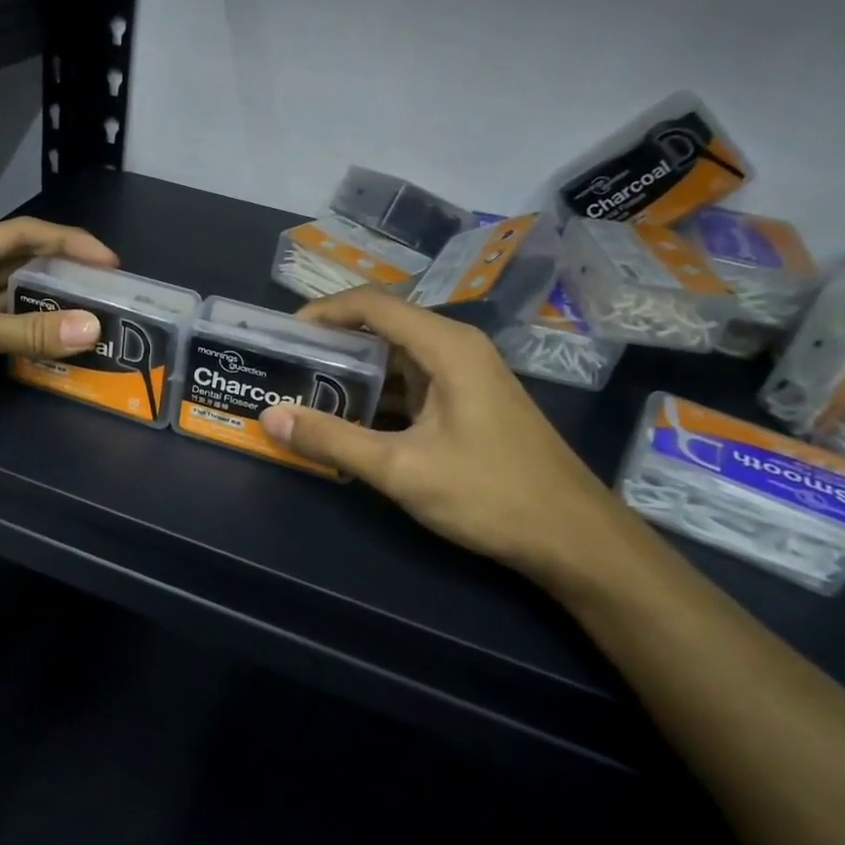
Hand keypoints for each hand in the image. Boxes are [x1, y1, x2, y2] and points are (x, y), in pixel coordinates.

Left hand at [0, 217, 118, 447]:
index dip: (68, 244)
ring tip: (96, 321)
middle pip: (20, 268)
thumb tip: (94, 328)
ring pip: (15, 304)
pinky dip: (33, 340)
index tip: (110, 263)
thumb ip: (30, 330)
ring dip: (50, 312)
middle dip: (63, 279)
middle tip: (109, 294)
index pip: (21, 236)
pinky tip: (63, 347)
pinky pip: (7, 335)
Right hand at [257, 287, 632, 582]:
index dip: (323, 312)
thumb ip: (332, 440)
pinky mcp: (468, 405)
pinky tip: (348, 423)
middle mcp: (457, 349)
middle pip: (383, 328)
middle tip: (286, 367)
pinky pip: (411, 386)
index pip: (372, 305)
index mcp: (446, 346)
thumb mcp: (400, 468)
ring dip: (353, 374)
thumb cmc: (490, 494)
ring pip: (396, 360)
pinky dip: (376, 397)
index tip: (283, 335)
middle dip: (332, 345)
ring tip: (305, 393)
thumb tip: (271, 417)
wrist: (573, 539)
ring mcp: (465, 378)